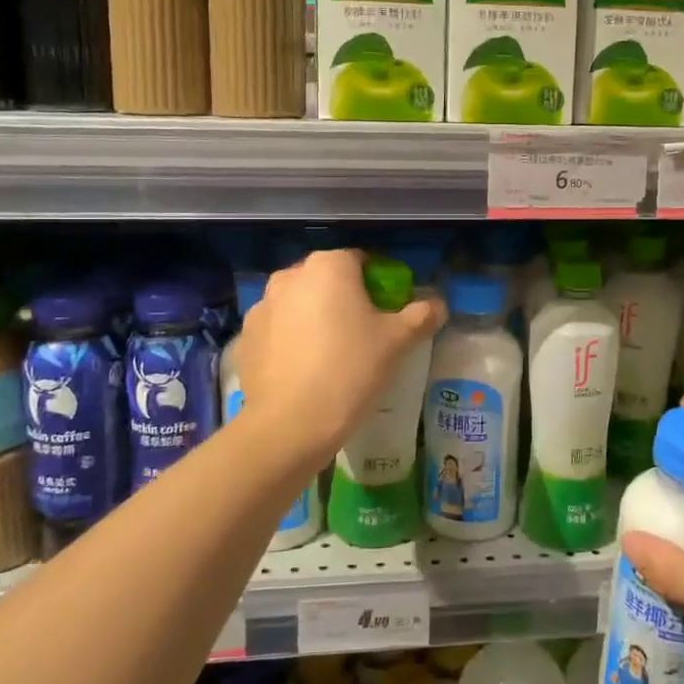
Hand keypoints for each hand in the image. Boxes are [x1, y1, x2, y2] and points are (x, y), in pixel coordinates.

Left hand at [236, 250, 443, 465]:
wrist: (291, 424)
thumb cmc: (351, 370)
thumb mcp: (397, 342)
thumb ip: (421, 315)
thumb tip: (438, 304)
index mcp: (329, 266)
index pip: (360, 260)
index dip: (379, 282)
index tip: (389, 310)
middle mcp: (290, 276)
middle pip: (326, 279)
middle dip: (344, 297)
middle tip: (363, 332)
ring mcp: (262, 306)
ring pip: (299, 303)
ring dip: (314, 317)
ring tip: (331, 353)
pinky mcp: (245, 337)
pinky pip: (277, 330)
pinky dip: (290, 340)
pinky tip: (304, 369)